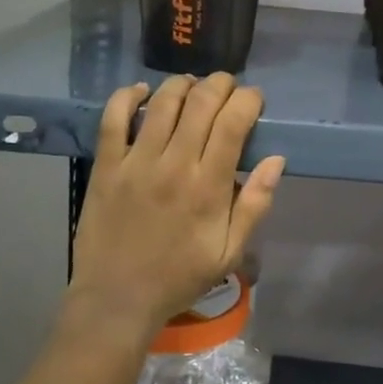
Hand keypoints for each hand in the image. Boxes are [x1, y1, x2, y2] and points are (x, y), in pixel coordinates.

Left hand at [67, 74, 284, 337]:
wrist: (117, 298)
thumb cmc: (179, 277)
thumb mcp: (230, 252)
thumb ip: (255, 205)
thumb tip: (276, 159)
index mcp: (209, 187)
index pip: (233, 123)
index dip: (248, 100)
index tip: (254, 99)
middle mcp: (174, 165)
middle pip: (201, 103)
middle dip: (220, 84)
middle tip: (227, 87)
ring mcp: (136, 162)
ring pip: (162, 103)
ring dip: (183, 84)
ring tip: (192, 86)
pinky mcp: (106, 166)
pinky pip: (114, 118)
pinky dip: (129, 96)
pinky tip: (143, 91)